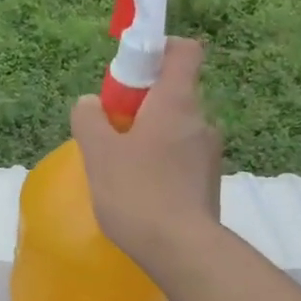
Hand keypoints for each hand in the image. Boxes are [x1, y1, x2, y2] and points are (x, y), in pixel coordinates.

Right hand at [71, 36, 223, 267]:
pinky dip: (163, 164)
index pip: (184, 51)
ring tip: (123, 168)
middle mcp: (201, 121)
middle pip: (175, 94)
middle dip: (144, 105)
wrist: (182, 250)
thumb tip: (90, 104)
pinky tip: (141, 192)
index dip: (160, 50)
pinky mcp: (209, 183)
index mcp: (177, 102)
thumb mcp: (99, 154)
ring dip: (153, 138)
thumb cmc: (138, 193)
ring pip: (178, 130)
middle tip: (113, 131)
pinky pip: (183, 159)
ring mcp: (210, 154)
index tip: (132, 69)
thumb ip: (90, 121)